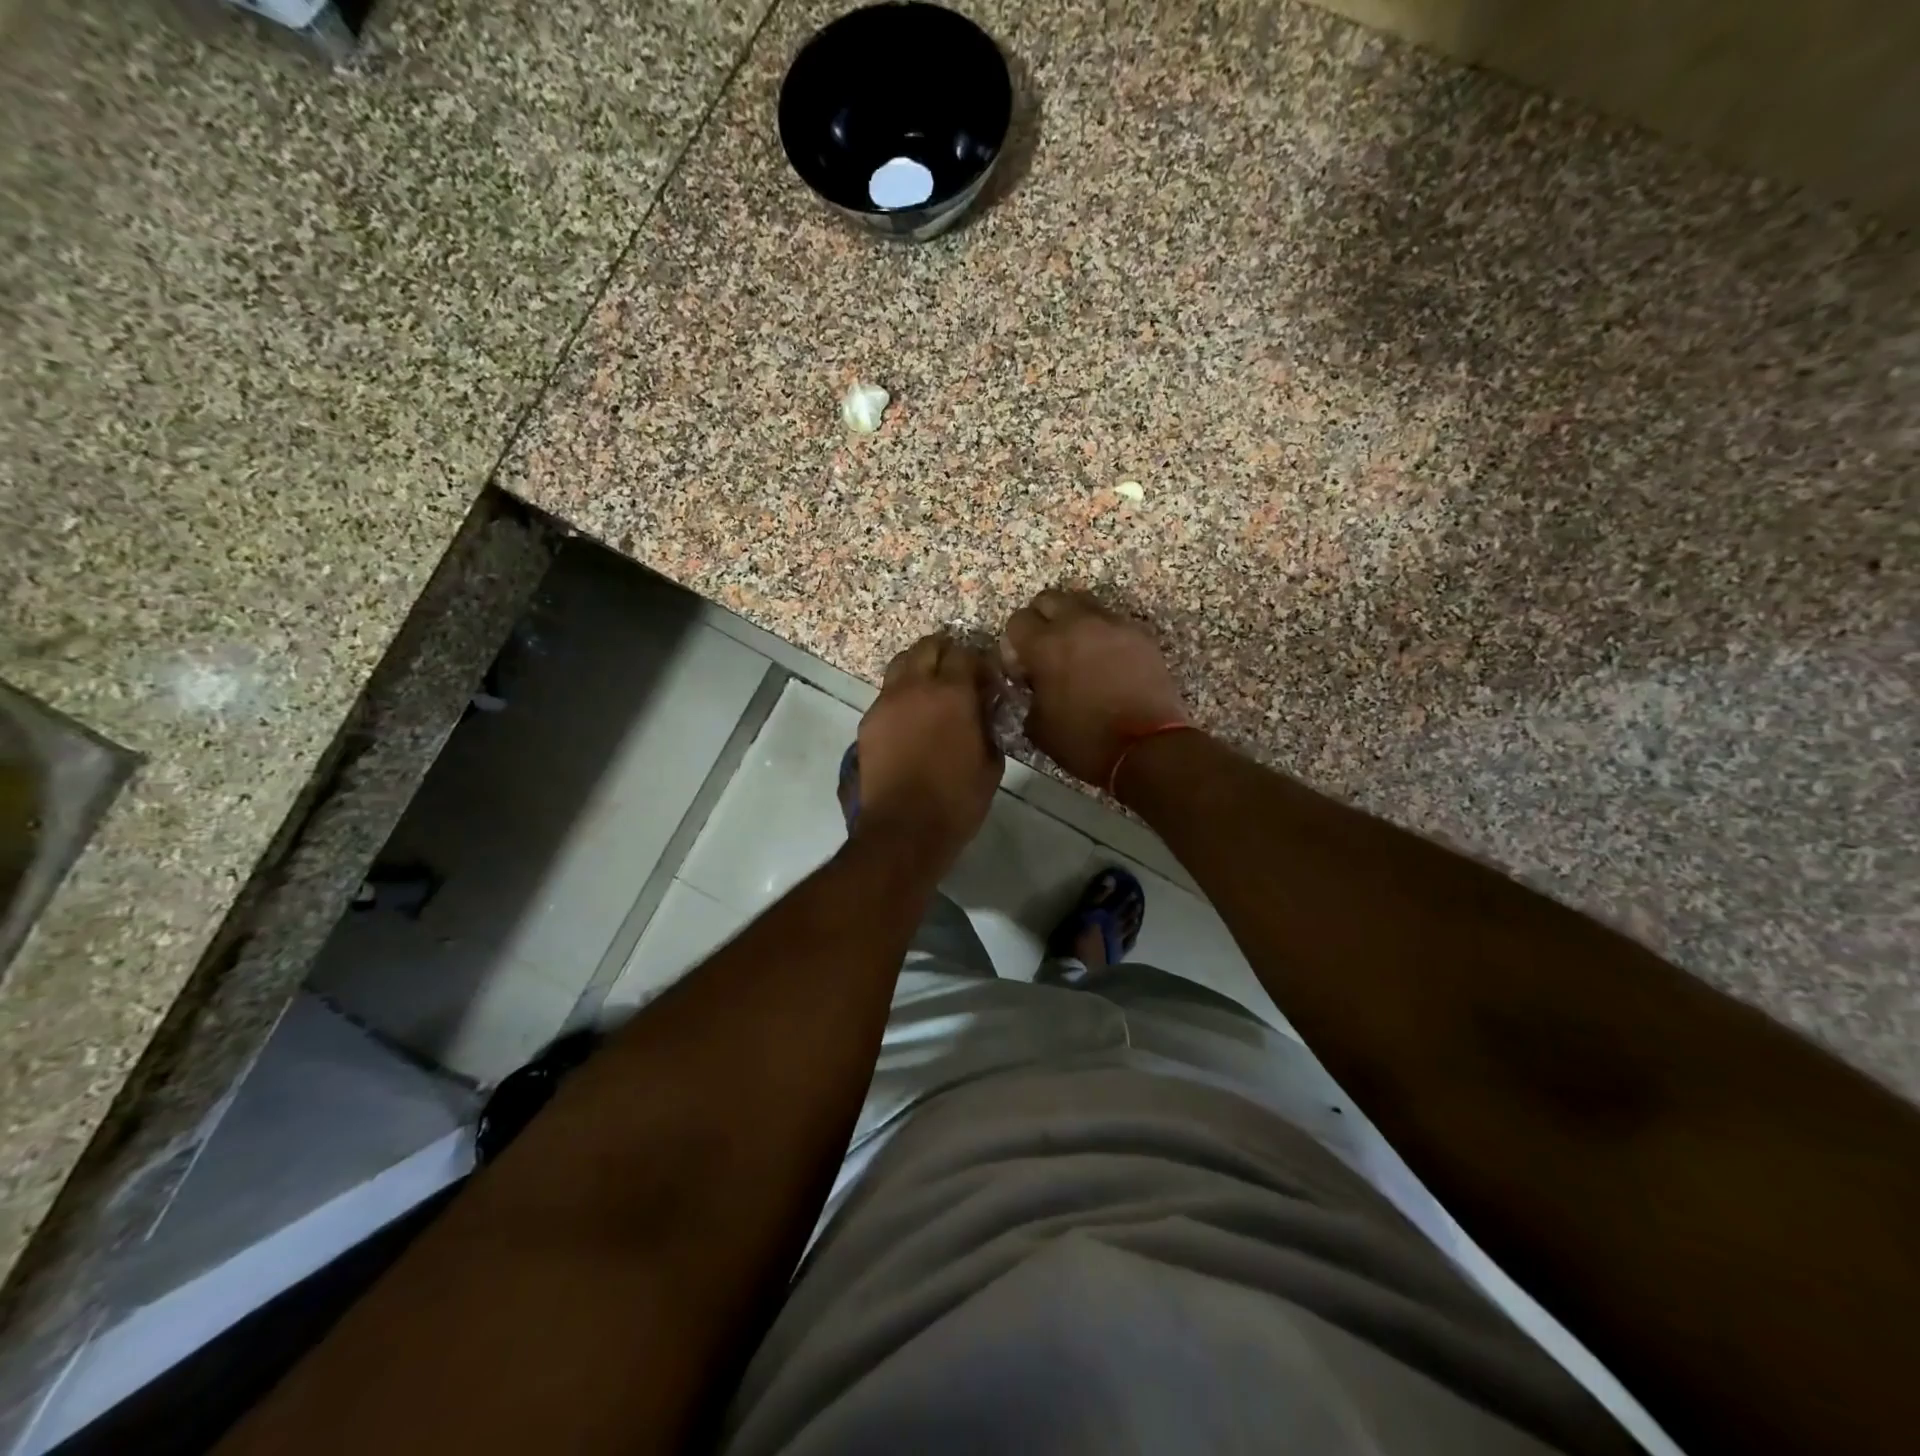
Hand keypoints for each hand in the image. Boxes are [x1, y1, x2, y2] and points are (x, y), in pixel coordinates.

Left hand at [850, 634, 1003, 872]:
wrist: (904, 829)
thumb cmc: (957, 799)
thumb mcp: (991, 762)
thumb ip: (988, 723)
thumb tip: (985, 705)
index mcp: (953, 693)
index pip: (965, 653)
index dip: (977, 661)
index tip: (985, 677)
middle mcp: (916, 686)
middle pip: (927, 646)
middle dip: (945, 652)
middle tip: (957, 672)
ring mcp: (886, 702)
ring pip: (901, 664)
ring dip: (918, 667)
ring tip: (930, 689)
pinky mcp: (868, 722)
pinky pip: (886, 694)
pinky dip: (901, 695)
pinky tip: (911, 718)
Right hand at [1001, 589, 1189, 786]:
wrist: (1147, 747)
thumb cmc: (1085, 741)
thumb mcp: (1039, 727)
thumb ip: (1028, 695)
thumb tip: (1032, 683)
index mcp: (1045, 646)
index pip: (1017, 621)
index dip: (1015, 643)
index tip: (1023, 666)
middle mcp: (1077, 624)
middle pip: (1049, 599)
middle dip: (1042, 620)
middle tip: (1046, 650)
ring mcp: (1113, 625)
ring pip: (1084, 604)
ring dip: (1074, 621)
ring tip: (1078, 650)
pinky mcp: (1140, 635)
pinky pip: (1113, 622)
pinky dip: (1103, 635)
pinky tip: (1107, 662)